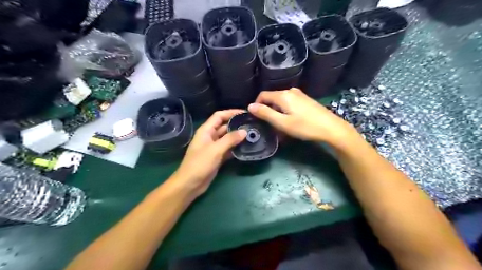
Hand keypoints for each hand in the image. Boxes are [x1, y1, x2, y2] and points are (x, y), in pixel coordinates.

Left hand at [174, 109, 246, 196]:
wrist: (190, 184)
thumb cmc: (200, 164)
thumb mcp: (215, 149)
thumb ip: (230, 139)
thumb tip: (244, 131)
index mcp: (206, 130)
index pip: (219, 116)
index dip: (231, 112)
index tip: (245, 113)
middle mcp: (210, 136)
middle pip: (224, 126)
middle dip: (237, 125)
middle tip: (252, 124)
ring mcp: (214, 147)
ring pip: (227, 138)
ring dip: (238, 137)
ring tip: (252, 134)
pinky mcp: (217, 157)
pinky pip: (228, 149)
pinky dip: (236, 148)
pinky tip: (246, 147)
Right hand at [248, 88, 356, 146]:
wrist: (331, 128)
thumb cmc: (305, 127)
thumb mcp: (282, 123)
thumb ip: (265, 113)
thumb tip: (250, 106)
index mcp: (282, 95)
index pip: (262, 95)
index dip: (256, 105)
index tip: (257, 118)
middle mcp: (290, 91)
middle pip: (272, 98)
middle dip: (267, 110)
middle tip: (269, 125)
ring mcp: (299, 94)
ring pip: (281, 101)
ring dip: (277, 111)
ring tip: (280, 125)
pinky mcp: (305, 99)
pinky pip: (289, 102)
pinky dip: (285, 110)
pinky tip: (291, 121)